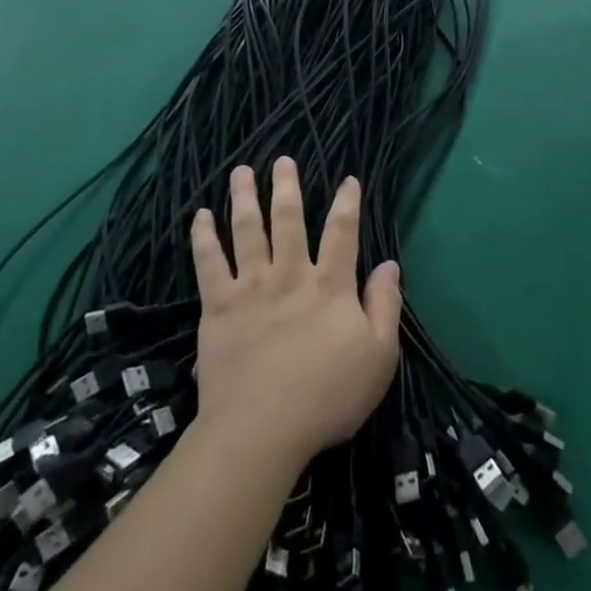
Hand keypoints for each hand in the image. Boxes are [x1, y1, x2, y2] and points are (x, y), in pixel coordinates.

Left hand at [190, 159, 401, 467]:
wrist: (262, 429)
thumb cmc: (328, 396)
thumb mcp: (379, 356)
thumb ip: (385, 305)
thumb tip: (389, 264)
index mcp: (330, 286)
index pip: (342, 233)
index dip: (347, 204)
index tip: (348, 179)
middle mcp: (290, 275)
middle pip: (289, 220)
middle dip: (287, 187)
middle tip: (282, 160)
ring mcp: (251, 287)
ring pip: (247, 231)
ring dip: (244, 198)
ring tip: (241, 171)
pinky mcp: (218, 306)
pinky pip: (209, 263)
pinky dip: (204, 237)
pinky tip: (201, 216)